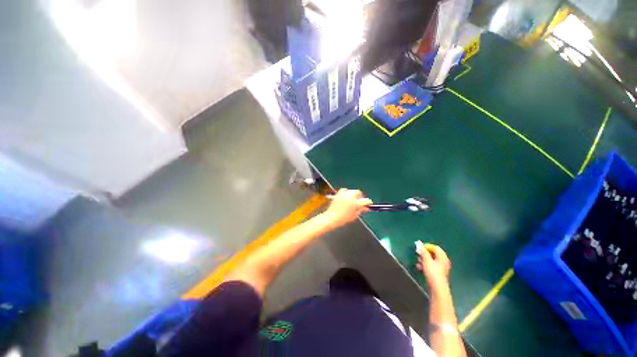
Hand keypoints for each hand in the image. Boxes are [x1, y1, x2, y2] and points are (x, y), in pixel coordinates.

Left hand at [322, 189, 372, 227]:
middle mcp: (350, 197)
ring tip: (353, 199)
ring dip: (354, 194)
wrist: (331, 217)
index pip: (365, 201)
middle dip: (360, 196)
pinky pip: (344, 190)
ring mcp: (344, 194)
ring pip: (352, 191)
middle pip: (358, 192)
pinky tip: (346, 196)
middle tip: (360, 201)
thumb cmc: (343, 219)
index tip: (369, 204)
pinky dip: (346, 192)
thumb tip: (366, 208)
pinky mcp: (339, 194)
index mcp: (355, 203)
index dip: (368, 202)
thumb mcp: (354, 216)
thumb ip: (361, 210)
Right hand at [416, 244, 450, 288]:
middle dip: (424, 253)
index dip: (427, 246)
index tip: (419, 248)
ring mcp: (441, 268)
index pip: (435, 247)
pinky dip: (425, 265)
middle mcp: (443, 261)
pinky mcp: (438, 273)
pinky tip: (420, 267)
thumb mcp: (426, 260)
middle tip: (418, 254)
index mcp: (442, 257)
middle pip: (433, 254)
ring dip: (424, 260)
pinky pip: (431, 266)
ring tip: (418, 262)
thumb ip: (423, 251)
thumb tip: (419, 244)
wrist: (437, 288)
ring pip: (431, 260)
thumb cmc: (433, 272)